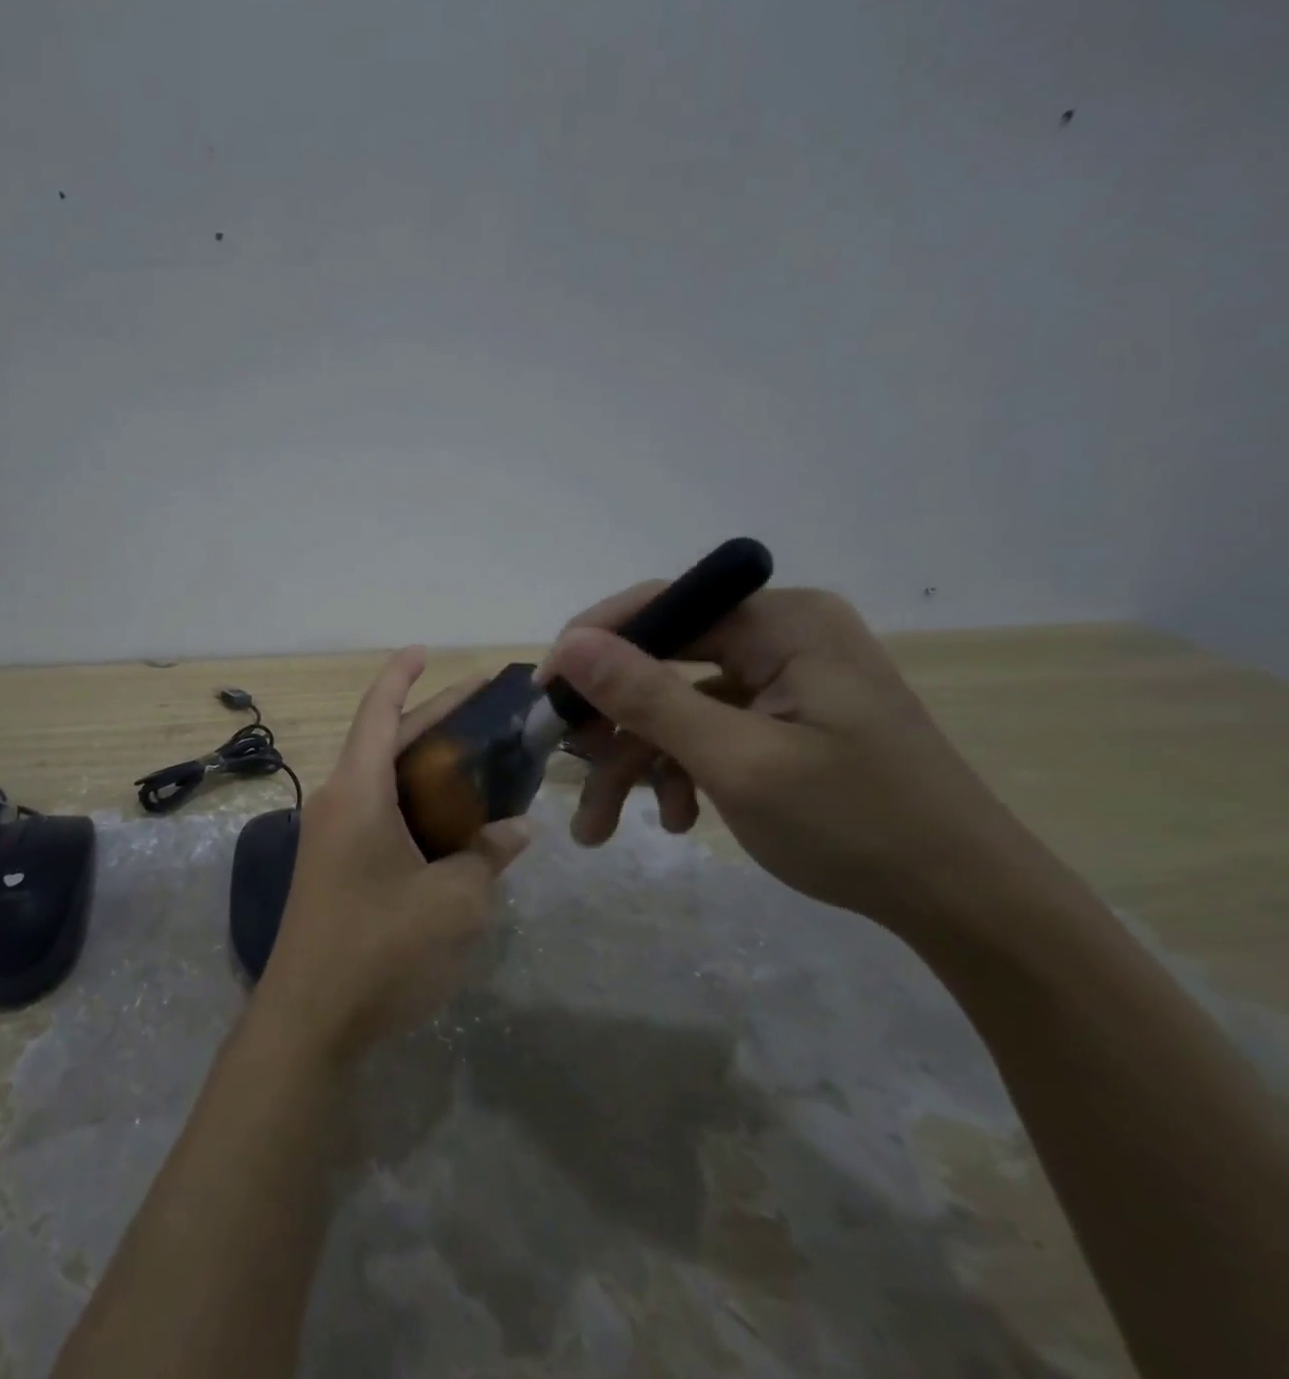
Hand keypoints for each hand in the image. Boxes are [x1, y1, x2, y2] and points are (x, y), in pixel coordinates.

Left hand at [253, 649, 530, 1065]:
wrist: (308, 1020)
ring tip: (479, 757)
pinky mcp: (334, 866)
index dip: (401, 675)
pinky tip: (453, 819)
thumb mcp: (454, 903)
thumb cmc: (381, 950)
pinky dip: (414, 802)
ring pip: (383, 778)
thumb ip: (487, 856)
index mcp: (358, 792)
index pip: (378, 712)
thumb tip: (515, 829)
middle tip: (486, 703)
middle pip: (386, 740)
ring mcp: (331, 835)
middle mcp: (338, 801)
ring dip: (426, 763)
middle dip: (432, 716)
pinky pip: (378, 813)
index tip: (425, 650)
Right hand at [538, 586, 1038, 929]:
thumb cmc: (855, 824)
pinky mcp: (782, 720)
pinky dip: (678, 772)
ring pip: (675, 706)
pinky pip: (706, 730)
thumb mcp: (736, 761)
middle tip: (565, 769)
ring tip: (601, 827)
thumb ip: (648, 697)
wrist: (966, 906)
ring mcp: (782, 681)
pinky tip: (674, 819)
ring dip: (635, 763)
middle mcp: (781, 637)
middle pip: (662, 663)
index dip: (593, 647)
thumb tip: (570, 643)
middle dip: (612, 727)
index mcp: (783, 624)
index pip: (663, 607)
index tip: (545, 696)